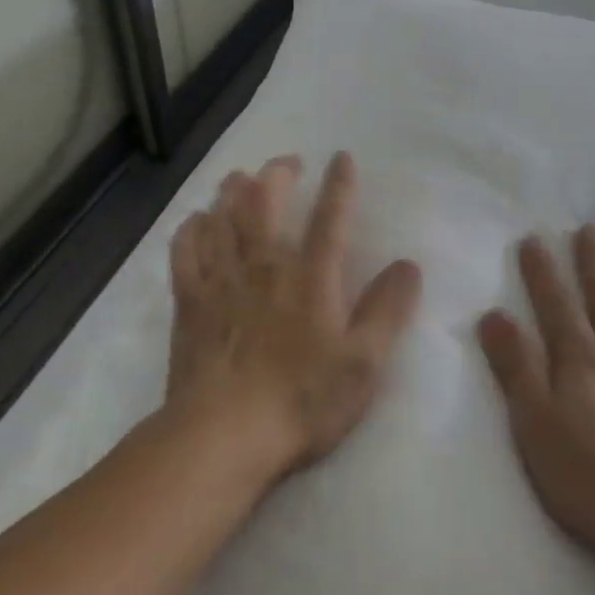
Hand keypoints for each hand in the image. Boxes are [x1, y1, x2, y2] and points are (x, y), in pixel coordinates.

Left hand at [167, 151, 422, 483]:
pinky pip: (185, 251)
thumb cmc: (301, 400)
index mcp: (311, 277)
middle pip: (265, 201)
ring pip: (223, 216)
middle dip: (277, 173)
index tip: (342, 157)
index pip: (330, 217)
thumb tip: (408, 265)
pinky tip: (197, 221)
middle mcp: (265, 265)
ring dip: (233, 190)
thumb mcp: (363, 363)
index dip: (339, 184)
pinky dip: (191, 228)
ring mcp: (222, 280)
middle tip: (287, 163)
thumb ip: (387, 310)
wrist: (222, 437)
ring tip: (240, 178)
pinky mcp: (190, 302)